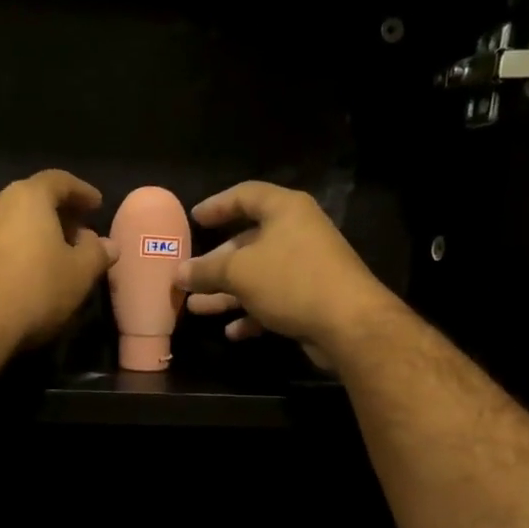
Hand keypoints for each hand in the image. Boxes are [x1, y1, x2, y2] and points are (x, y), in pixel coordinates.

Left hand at [0, 168, 116, 355]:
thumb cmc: (36, 289)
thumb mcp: (80, 273)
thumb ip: (97, 252)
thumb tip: (107, 244)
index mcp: (28, 196)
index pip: (59, 181)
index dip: (82, 191)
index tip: (97, 205)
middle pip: (33, 198)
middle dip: (59, 213)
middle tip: (79, 233)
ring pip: (12, 220)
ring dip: (36, 231)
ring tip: (55, 254)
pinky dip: (16, 247)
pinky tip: (27, 270)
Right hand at [177, 181, 397, 363]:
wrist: (349, 324)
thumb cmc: (291, 281)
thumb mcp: (239, 272)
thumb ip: (206, 271)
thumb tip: (179, 272)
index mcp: (285, 210)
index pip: (245, 195)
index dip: (217, 205)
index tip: (194, 219)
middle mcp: (298, 233)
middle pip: (249, 241)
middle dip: (216, 263)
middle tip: (188, 276)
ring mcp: (307, 267)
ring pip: (258, 275)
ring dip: (227, 293)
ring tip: (196, 308)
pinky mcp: (312, 298)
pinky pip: (274, 300)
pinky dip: (252, 313)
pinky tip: (232, 331)